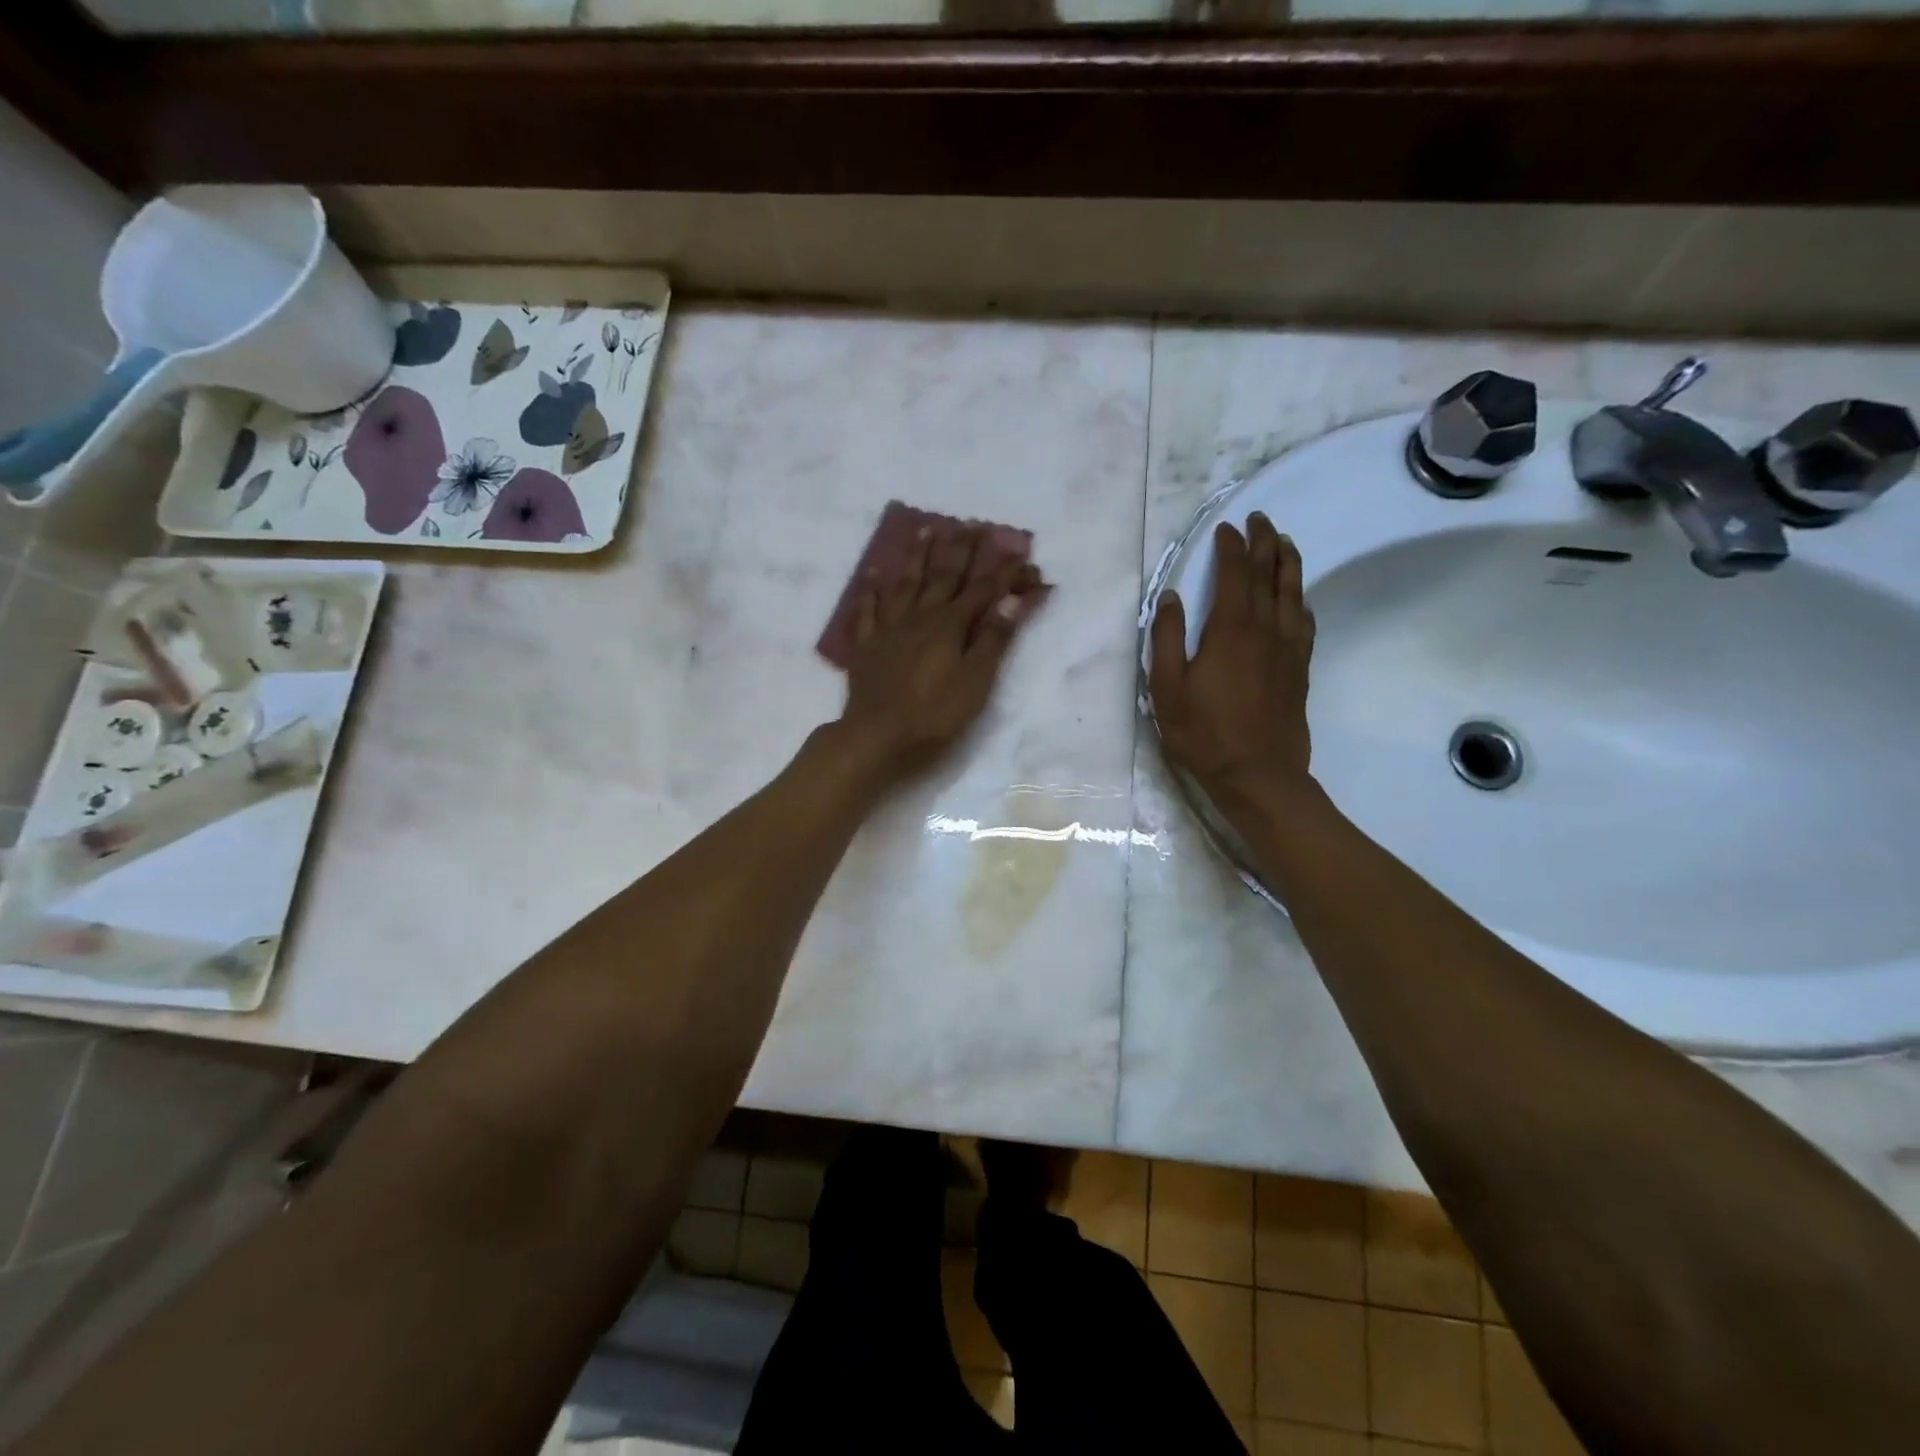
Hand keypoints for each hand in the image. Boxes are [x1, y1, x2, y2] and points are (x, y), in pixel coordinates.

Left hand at [835, 521, 1045, 782]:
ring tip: (925, 529)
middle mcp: (919, 617)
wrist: (876, 737)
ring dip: (918, 556)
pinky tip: (873, 572)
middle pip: (943, 577)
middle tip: (971, 523)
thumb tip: (1012, 597)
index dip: (1004, 573)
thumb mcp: (976, 681)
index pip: (983, 591)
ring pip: (905, 584)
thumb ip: (993, 638)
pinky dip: (871, 590)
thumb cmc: (934, 715)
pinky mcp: (866, 646)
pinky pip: (868, 610)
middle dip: (961, 550)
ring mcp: (889, 629)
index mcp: (949, 625)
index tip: (1022, 554)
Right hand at [1149, 512, 1314, 806]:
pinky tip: (1298, 597)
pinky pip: (1305, 622)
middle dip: (1263, 542)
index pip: (1233, 574)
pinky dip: (1300, 600)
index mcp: (1230, 630)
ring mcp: (1287, 648)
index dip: (1230, 547)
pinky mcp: (1299, 667)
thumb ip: (1167, 639)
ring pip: (1292, 592)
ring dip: (1288, 562)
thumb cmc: (1203, 733)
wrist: (1258, 774)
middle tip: (1259, 519)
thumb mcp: (1167, 689)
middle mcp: (1264, 629)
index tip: (1226, 528)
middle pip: (1268, 574)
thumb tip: (1170, 597)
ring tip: (1284, 541)